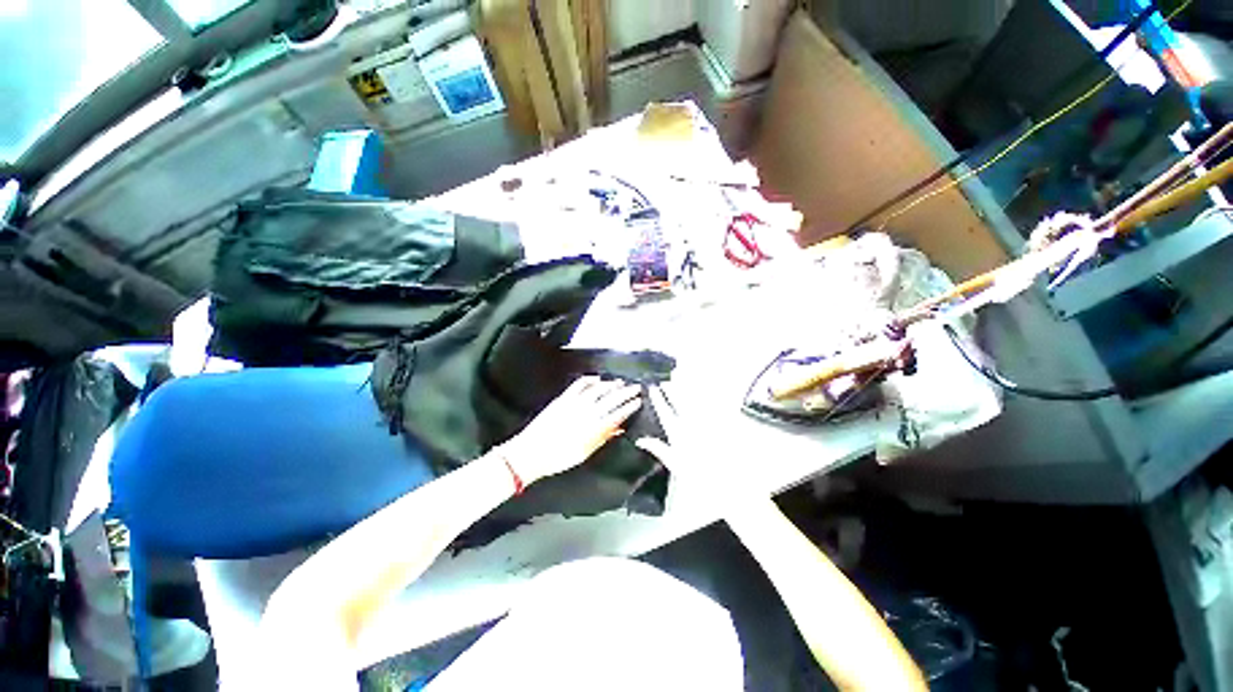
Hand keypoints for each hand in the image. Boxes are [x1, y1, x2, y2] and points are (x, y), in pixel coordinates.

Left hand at [500, 376, 642, 485]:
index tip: (638, 402)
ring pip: (598, 389)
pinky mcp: (563, 398)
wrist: (531, 452)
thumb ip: (603, 438)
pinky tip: (597, 379)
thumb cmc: (558, 458)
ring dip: (611, 384)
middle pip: (611, 399)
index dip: (629, 407)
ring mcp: (574, 403)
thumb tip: (618, 430)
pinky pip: (579, 385)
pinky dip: (589, 380)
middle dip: (626, 392)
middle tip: (636, 388)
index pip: (617, 414)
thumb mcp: (584, 453)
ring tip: (620, 382)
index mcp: (593, 428)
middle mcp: (586, 413)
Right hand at [635, 386, 752, 509]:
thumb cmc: (696, 473)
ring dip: (685, 386)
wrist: (724, 479)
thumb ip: (657, 448)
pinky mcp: (718, 420)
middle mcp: (690, 422)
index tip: (653, 388)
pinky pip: (709, 401)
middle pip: (679, 400)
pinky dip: (703, 392)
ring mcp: (705, 419)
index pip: (665, 411)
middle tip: (665, 381)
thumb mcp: (673, 462)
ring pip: (693, 397)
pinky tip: (700, 387)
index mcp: (677, 432)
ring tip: (679, 376)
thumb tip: (641, 441)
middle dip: (671, 388)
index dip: (658, 398)